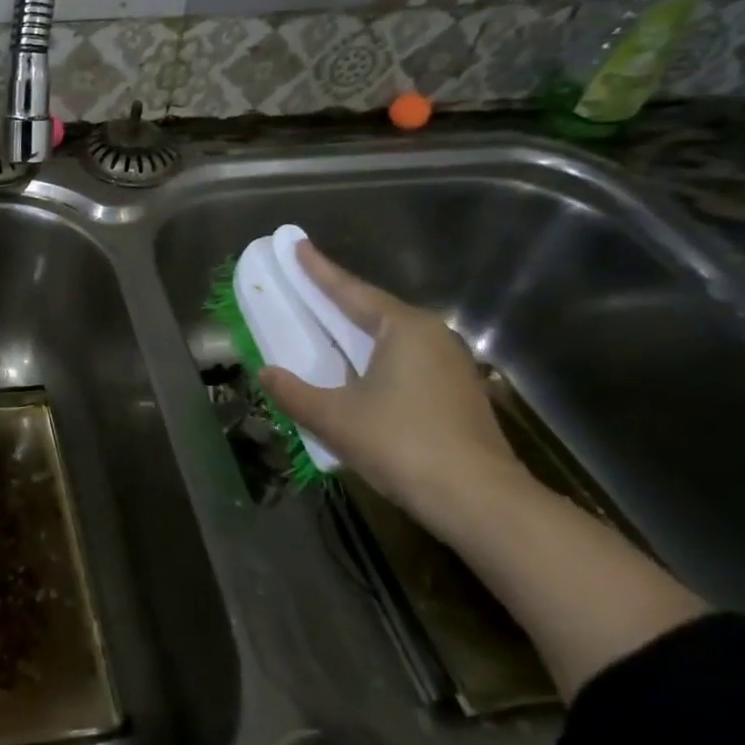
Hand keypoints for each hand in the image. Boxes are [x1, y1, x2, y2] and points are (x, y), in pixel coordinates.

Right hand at [259, 238, 524, 534]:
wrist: (478, 499)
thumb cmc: (402, 444)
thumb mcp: (335, 418)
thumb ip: (294, 392)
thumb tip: (266, 373)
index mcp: (403, 329)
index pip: (351, 291)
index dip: (319, 270)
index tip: (297, 245)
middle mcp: (431, 336)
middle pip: (374, 310)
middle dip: (338, 299)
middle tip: (306, 286)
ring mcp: (450, 364)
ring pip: (391, 337)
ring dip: (357, 332)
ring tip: (327, 326)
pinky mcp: (457, 392)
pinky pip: (405, 360)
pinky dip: (375, 357)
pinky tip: (360, 372)